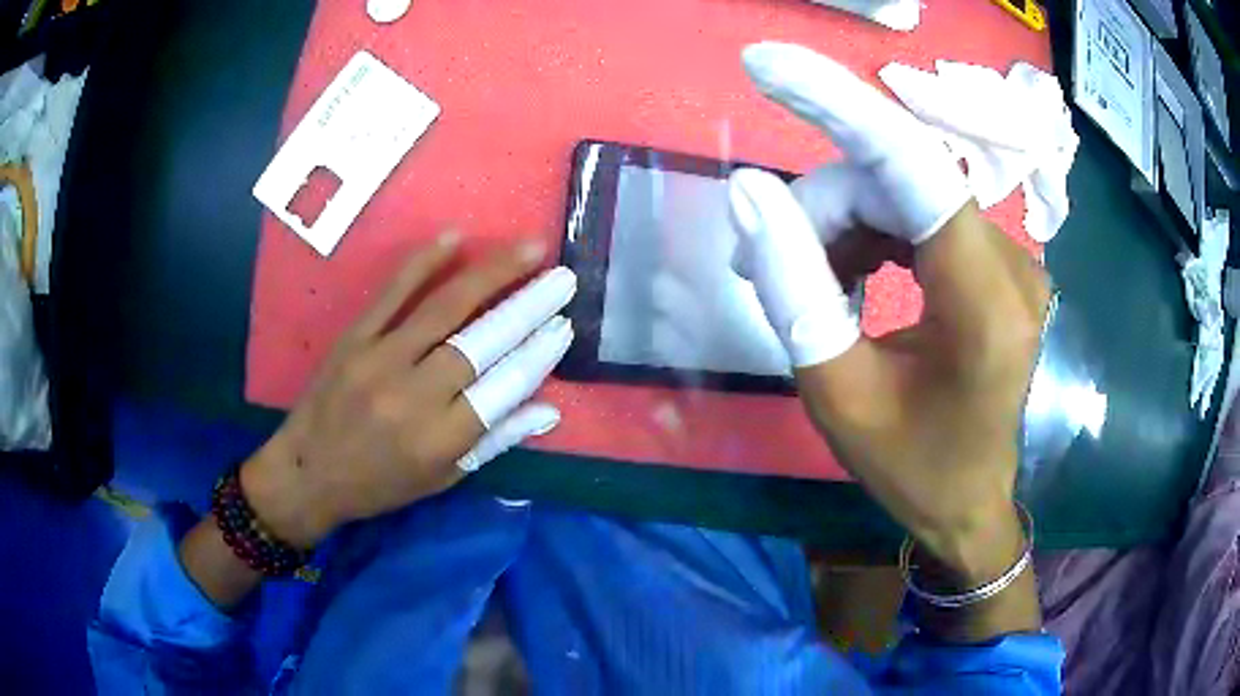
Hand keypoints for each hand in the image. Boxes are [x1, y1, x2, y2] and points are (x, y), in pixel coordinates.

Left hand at [241, 235, 575, 548]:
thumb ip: (494, 441)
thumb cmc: (379, 485)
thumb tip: (548, 410)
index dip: (539, 353)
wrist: (306, 472)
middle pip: (481, 341)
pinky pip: (391, 293)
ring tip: (528, 248)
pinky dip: (422, 263)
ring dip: (490, 273)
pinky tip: (454, 238)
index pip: (504, 387)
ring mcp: (379, 359)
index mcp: (439, 440)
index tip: (565, 326)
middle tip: (563, 278)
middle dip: (529, 306)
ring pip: (443, 307)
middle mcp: (413, 396)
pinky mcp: (353, 338)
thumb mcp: (441, 478)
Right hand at [730, 44, 1049, 639]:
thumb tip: (748, 193)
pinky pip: (920, 215)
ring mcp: (1009, 260)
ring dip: (840, 221)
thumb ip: (796, 291)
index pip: (914, 167)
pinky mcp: (994, 263)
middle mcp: (1010, 265)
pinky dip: (870, 232)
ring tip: (801, 276)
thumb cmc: (915, 470)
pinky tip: (845, 273)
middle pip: (896, 182)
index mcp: (983, 307)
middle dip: (821, 208)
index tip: (765, 63)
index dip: (838, 105)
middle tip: (764, 261)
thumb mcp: (839, 396)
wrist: (973, 507)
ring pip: (904, 193)